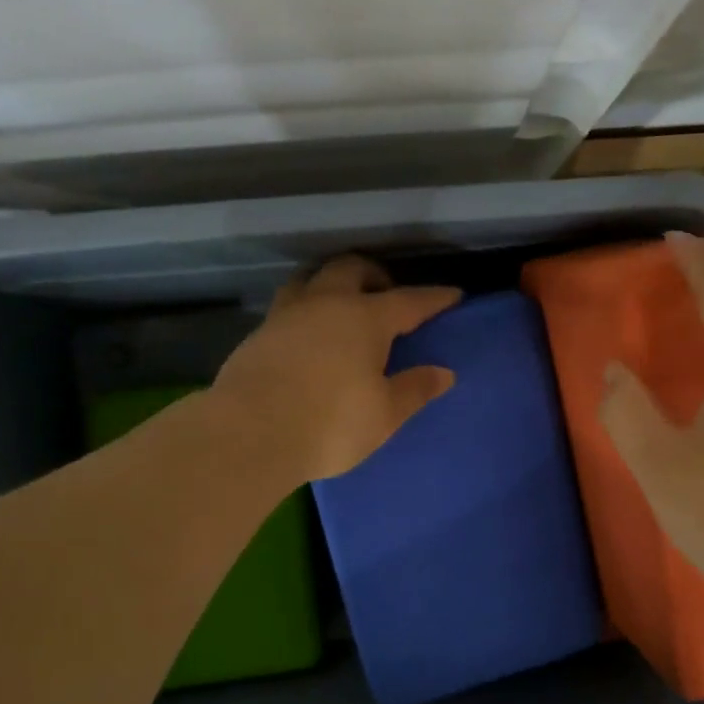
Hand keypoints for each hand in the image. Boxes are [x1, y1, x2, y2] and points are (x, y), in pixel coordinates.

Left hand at [211, 255, 461, 482]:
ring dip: (332, 283)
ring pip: (311, 279)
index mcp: (365, 318)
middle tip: (388, 294)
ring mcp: (286, 315)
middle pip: (352, 269)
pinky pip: (288, 306)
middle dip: (375, 274)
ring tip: (343, 305)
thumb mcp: (384, 414)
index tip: (453, 295)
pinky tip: (308, 335)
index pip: (409, 301)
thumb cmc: (330, 424)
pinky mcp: (258, 335)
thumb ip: (415, 389)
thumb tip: (444, 373)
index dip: (435, 298)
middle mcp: (325, 304)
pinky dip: (307, 310)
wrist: (250, 434)